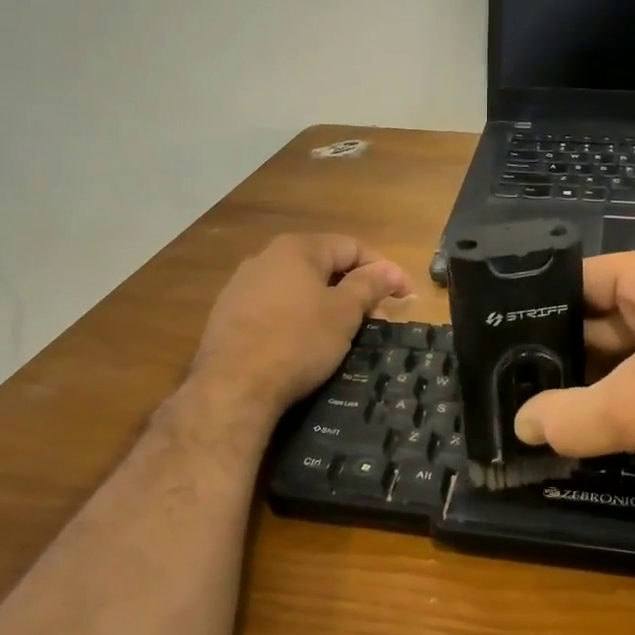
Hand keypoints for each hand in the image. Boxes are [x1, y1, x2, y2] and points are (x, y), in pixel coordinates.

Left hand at [189, 233, 412, 420]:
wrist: (232, 387)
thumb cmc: (297, 342)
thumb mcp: (343, 313)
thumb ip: (368, 285)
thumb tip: (389, 269)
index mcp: (297, 249)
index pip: (352, 247)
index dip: (384, 269)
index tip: (405, 296)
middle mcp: (266, 257)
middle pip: (323, 264)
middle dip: (356, 288)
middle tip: (378, 318)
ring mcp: (242, 286)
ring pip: (298, 286)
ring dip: (327, 303)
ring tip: (346, 331)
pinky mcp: (228, 315)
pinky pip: (276, 306)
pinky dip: (299, 317)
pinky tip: (306, 341)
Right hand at [512, 242, 634, 505]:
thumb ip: (570, 417)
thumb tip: (520, 426)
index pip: (577, 280)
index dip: (534, 312)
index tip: (496, 350)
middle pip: (599, 319)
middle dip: (561, 358)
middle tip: (511, 392)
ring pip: (627, 353)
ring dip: (594, 386)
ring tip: (540, 415)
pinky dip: (627, 400)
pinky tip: (593, 430)